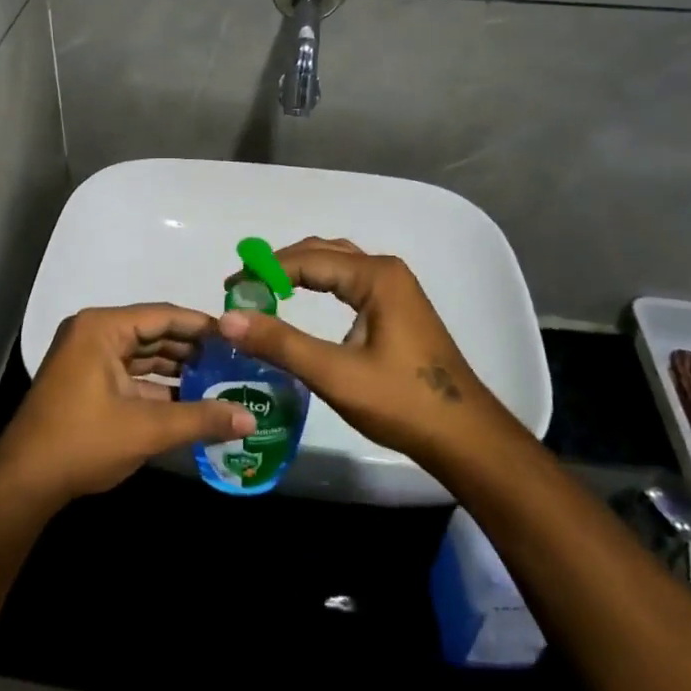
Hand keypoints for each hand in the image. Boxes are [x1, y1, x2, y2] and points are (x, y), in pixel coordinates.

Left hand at [0, 304, 257, 508]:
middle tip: (235, 360)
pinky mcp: (86, 382)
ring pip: (143, 355)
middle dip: (193, 349)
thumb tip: (251, 419)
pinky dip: (158, 386)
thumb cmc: (83, 442)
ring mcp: (87, 358)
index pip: (163, 315)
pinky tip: (191, 400)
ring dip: (178, 369)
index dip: (202, 326)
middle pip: (154, 333)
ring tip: (221, 380)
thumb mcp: (146, 429)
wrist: (24, 482)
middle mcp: (94, 333)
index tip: (238, 336)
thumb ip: (201, 419)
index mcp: (102, 328)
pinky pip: (130, 374)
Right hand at [217, 239, 519, 469]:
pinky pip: (347, 281)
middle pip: (320, 253)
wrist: (465, 438)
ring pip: (335, 265)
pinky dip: (317, 284)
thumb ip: (280, 343)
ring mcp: (395, 288)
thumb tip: (226, 319)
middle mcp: (386, 271)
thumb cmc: (402, 403)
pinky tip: (301, 302)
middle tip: (241, 290)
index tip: (230, 290)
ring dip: (297, 273)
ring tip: (263, 292)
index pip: (306, 260)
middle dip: (277, 266)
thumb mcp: (335, 374)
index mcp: (375, 276)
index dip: (263, 271)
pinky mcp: (396, 308)